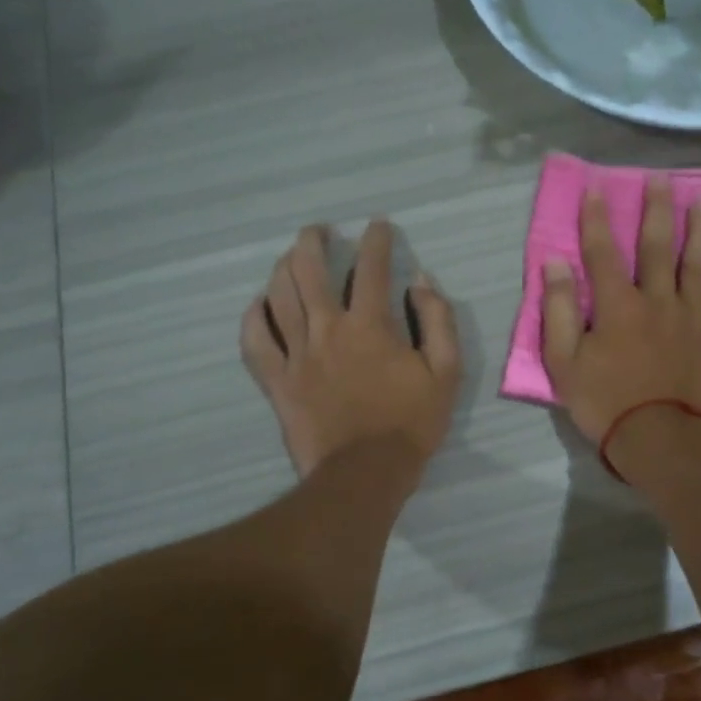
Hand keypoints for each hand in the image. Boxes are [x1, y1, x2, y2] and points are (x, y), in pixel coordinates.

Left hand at [241, 221, 460, 478]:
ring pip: (279, 296)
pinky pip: (255, 341)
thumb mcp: (445, 372)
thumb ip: (437, 321)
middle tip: (318, 231)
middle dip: (313, 242)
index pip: (371, 268)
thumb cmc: (410, 423)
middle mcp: (327, 329)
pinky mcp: (277, 381)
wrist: (365, 474)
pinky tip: (260, 303)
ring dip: (283, 268)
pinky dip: (254, 316)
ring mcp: (296, 354)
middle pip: (310, 271)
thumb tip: (421, 281)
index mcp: (370, 326)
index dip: (375, 240)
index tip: (377, 226)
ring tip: (291, 256)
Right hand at [541, 176, 700, 444]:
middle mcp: (657, 300)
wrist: (662, 441)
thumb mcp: (564, 363)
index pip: (602, 252)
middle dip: (656, 209)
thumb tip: (555, 263)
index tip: (596, 187)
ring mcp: (693, 317)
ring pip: (699, 264)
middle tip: (660, 177)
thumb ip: (559, 311)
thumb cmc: (606, 405)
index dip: (596, 218)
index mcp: (617, 306)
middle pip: (658, 247)